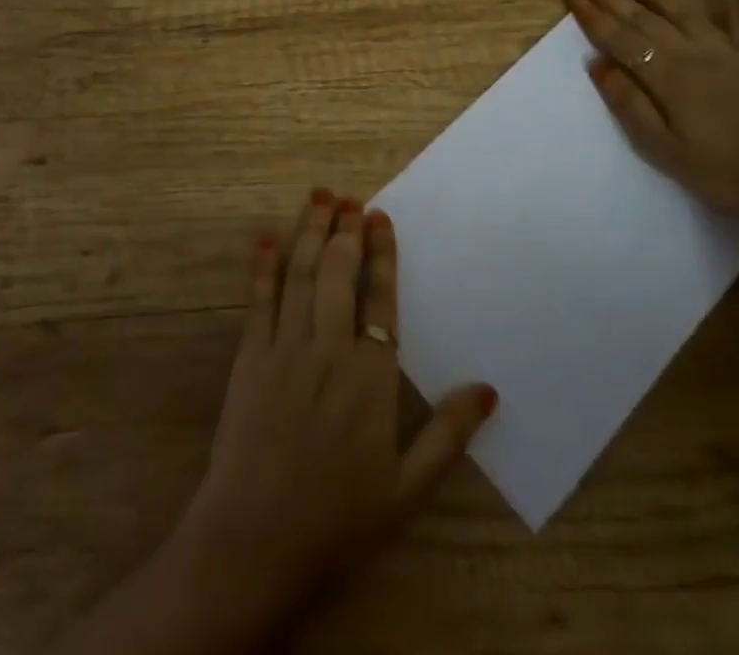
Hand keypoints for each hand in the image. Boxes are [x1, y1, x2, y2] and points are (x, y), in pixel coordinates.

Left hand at [174, 191, 495, 625]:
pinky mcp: (249, 357)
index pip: (380, 299)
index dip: (381, 254)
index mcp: (370, 377)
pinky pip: (258, 299)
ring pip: (299, 274)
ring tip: (318, 198)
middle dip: (344, 231)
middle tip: (349, 198)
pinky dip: (263, 264)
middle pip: (336, 273)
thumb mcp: (407, 489)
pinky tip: (267, 236)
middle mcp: (328, 350)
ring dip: (308, 232)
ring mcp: (284, 349)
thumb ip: (449, 435)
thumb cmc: (337, 518)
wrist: (255, 541)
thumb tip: (489, 389)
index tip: (380, 217)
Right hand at [564, 0, 738, 219]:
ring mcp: (731, 53)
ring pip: (686, 13)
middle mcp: (694, 54)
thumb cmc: (726, 171)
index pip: (620, 39)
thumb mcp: (665, 150)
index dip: (592, 15)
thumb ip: (630, 105)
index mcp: (668, 76)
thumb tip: (598, 65)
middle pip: (645, 19)